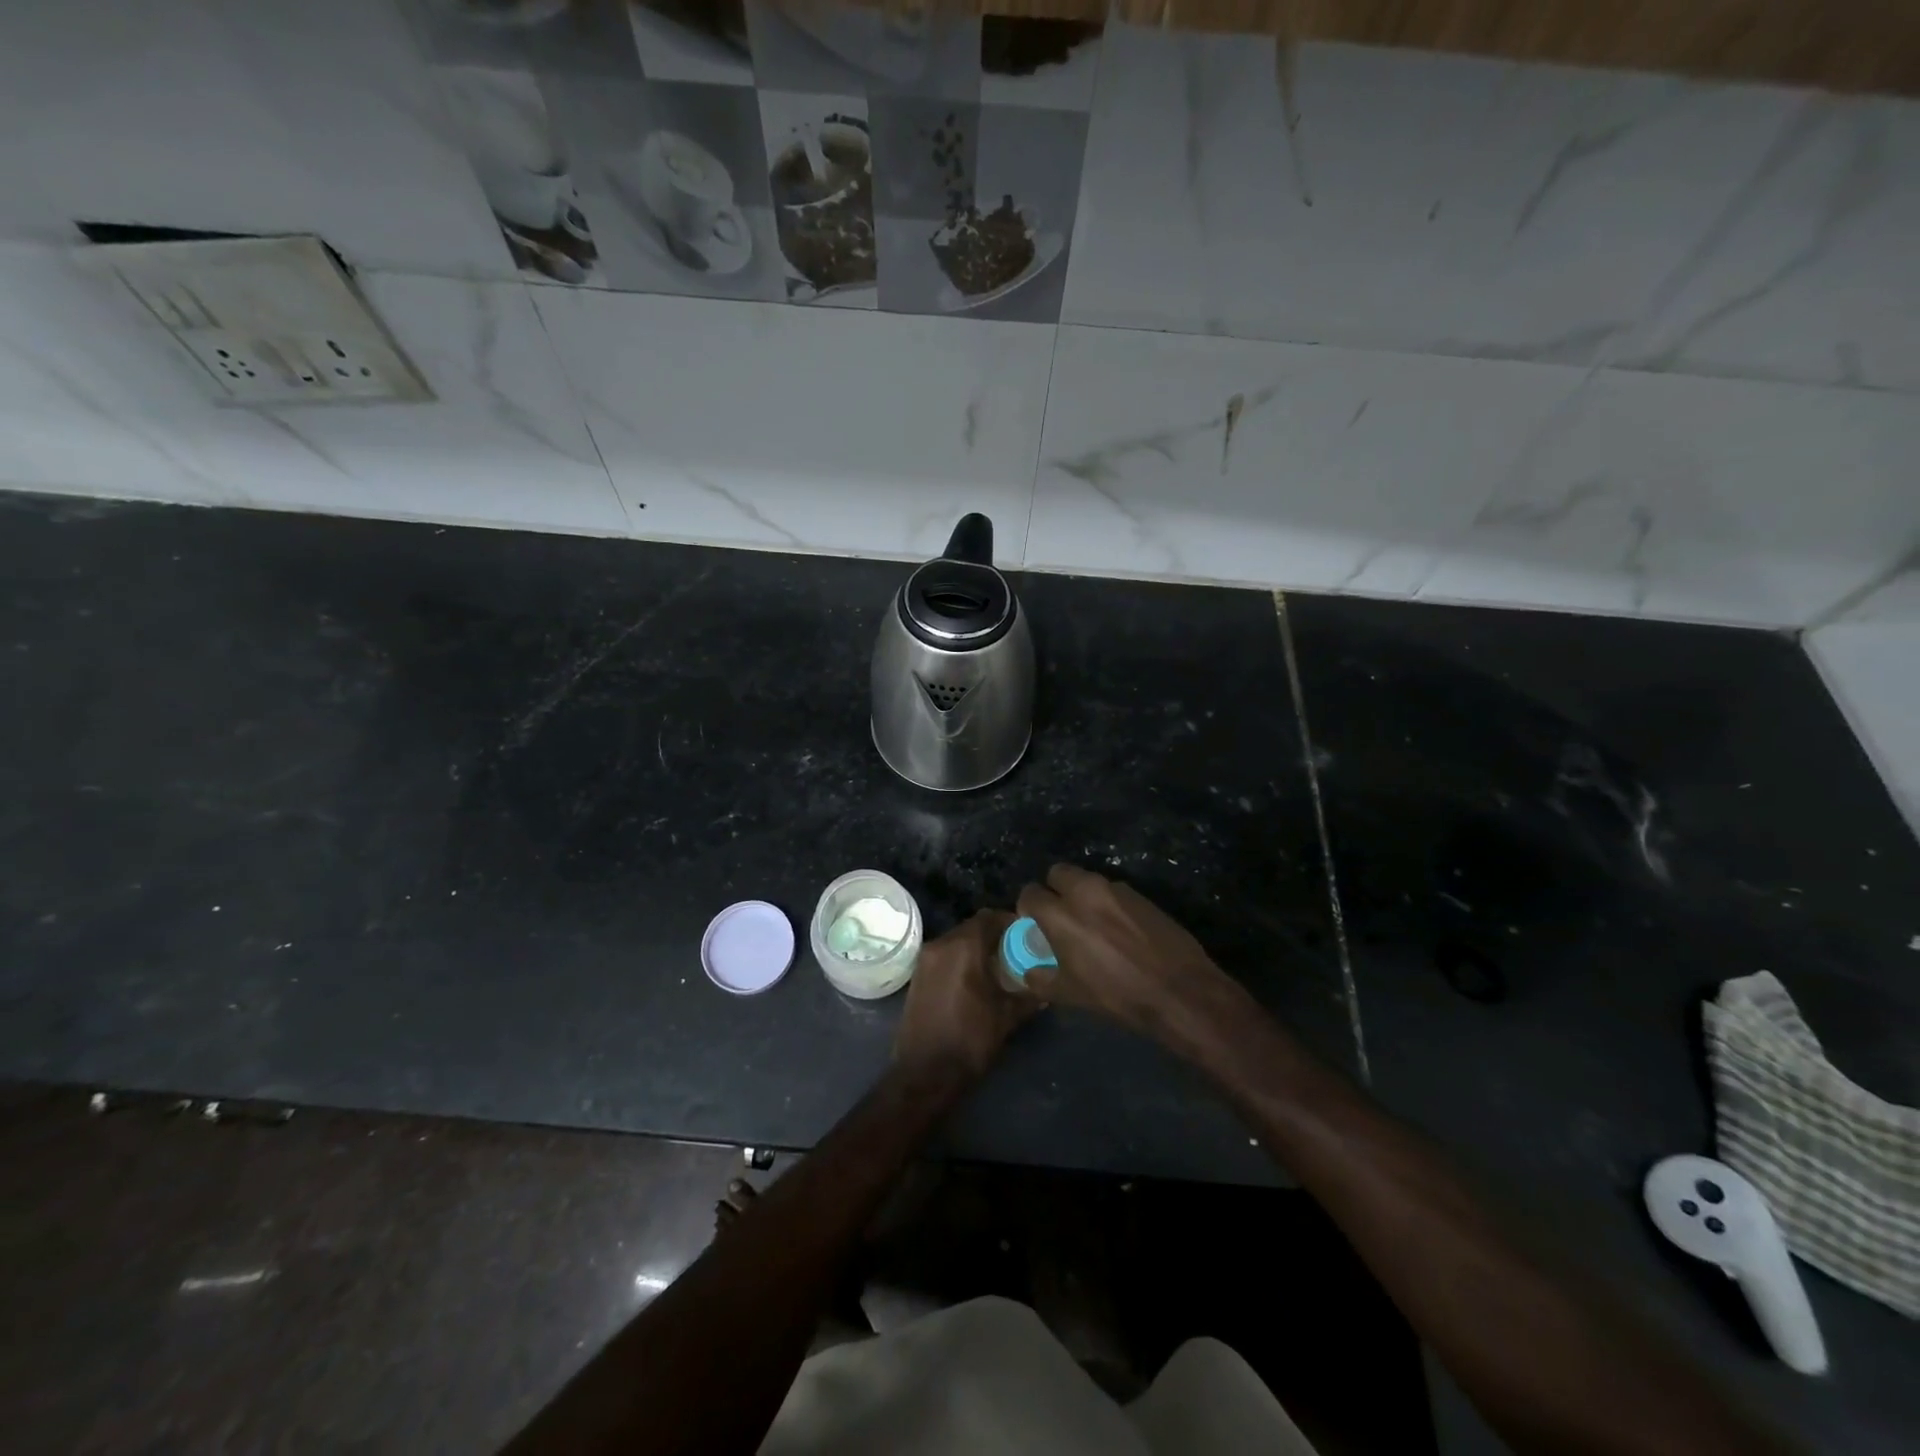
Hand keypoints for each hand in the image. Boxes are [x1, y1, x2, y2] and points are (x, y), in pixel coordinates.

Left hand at [893, 910, 1040, 1081]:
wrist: (925, 1072)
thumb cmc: (970, 1040)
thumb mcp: (1007, 1017)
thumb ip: (1029, 996)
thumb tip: (1046, 988)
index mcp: (963, 947)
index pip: (990, 917)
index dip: (1010, 922)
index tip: (1027, 935)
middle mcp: (940, 944)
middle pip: (972, 927)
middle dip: (994, 935)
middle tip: (1015, 951)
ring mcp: (925, 959)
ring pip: (956, 941)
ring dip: (976, 948)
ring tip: (998, 967)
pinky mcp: (917, 975)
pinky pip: (943, 956)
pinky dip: (960, 959)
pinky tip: (975, 980)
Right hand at [1016, 864, 1247, 1051]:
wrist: (1178, 989)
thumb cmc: (1117, 994)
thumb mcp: (1070, 994)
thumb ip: (1041, 979)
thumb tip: (1029, 972)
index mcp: (1060, 914)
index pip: (1030, 893)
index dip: (1029, 907)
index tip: (1034, 922)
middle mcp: (1085, 891)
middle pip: (1058, 872)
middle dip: (1054, 888)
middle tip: (1061, 914)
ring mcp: (1116, 889)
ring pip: (1087, 879)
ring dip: (1082, 894)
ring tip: (1092, 922)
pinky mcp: (1140, 894)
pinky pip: (1113, 891)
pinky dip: (1109, 903)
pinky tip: (1119, 928)